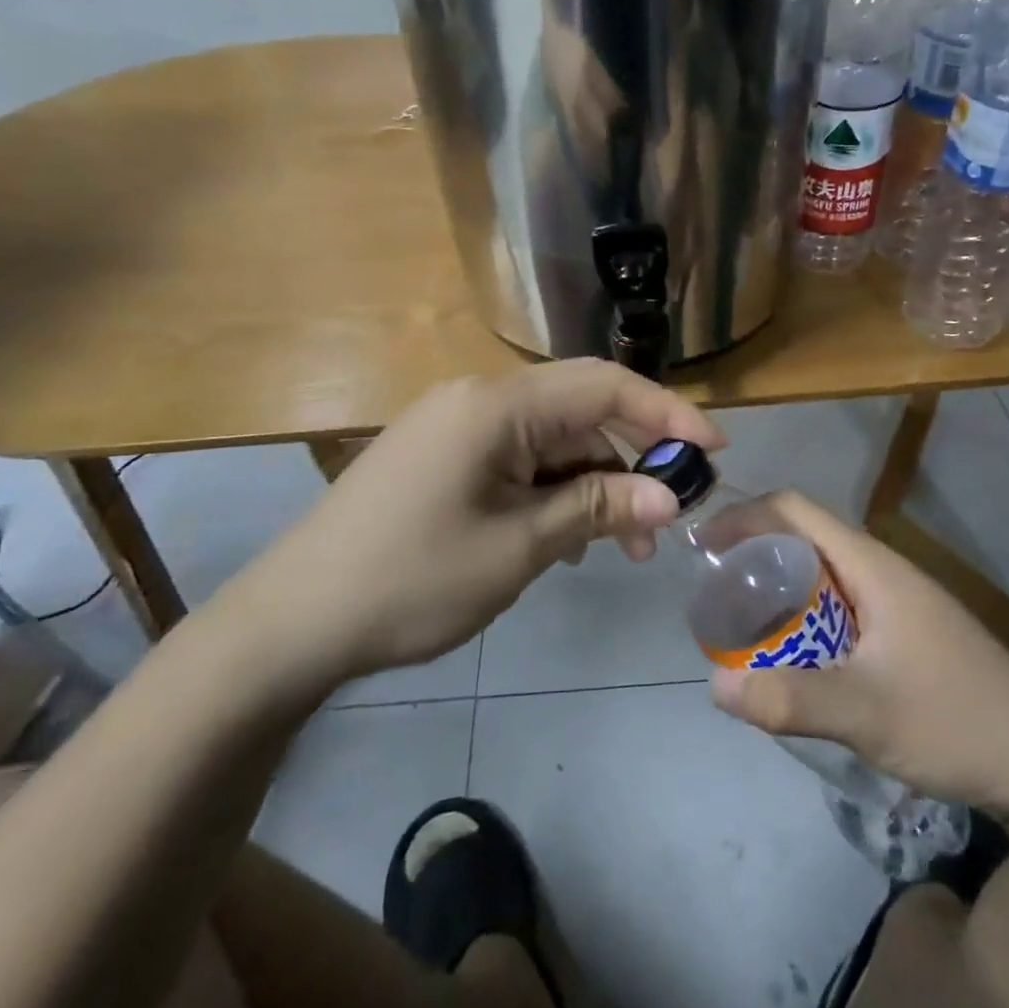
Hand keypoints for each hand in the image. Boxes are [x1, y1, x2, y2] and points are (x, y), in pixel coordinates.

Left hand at [217, 360, 724, 696]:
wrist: (294, 621)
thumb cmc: (412, 580)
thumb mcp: (519, 546)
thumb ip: (598, 508)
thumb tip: (670, 496)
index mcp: (497, 405)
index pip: (604, 386)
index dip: (667, 413)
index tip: (714, 453)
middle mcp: (479, 399)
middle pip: (582, 410)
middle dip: (634, 457)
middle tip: (671, 516)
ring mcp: (458, 428)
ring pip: (554, 440)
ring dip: (597, 483)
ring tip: (624, 546)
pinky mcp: (445, 457)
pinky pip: (521, 459)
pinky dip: (557, 490)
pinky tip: (571, 537)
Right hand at [708, 493, 1008, 807]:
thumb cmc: (956, 721)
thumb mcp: (866, 713)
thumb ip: (790, 699)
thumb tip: (714, 684)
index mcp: (871, 565)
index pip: (794, 510)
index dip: (743, 516)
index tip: (702, 547)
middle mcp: (881, 570)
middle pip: (803, 539)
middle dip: (753, 558)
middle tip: (717, 599)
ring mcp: (897, 601)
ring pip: (821, 576)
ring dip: (779, 592)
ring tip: (744, 631)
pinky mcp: (905, 632)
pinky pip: (839, 607)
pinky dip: (804, 618)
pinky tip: (796, 661)